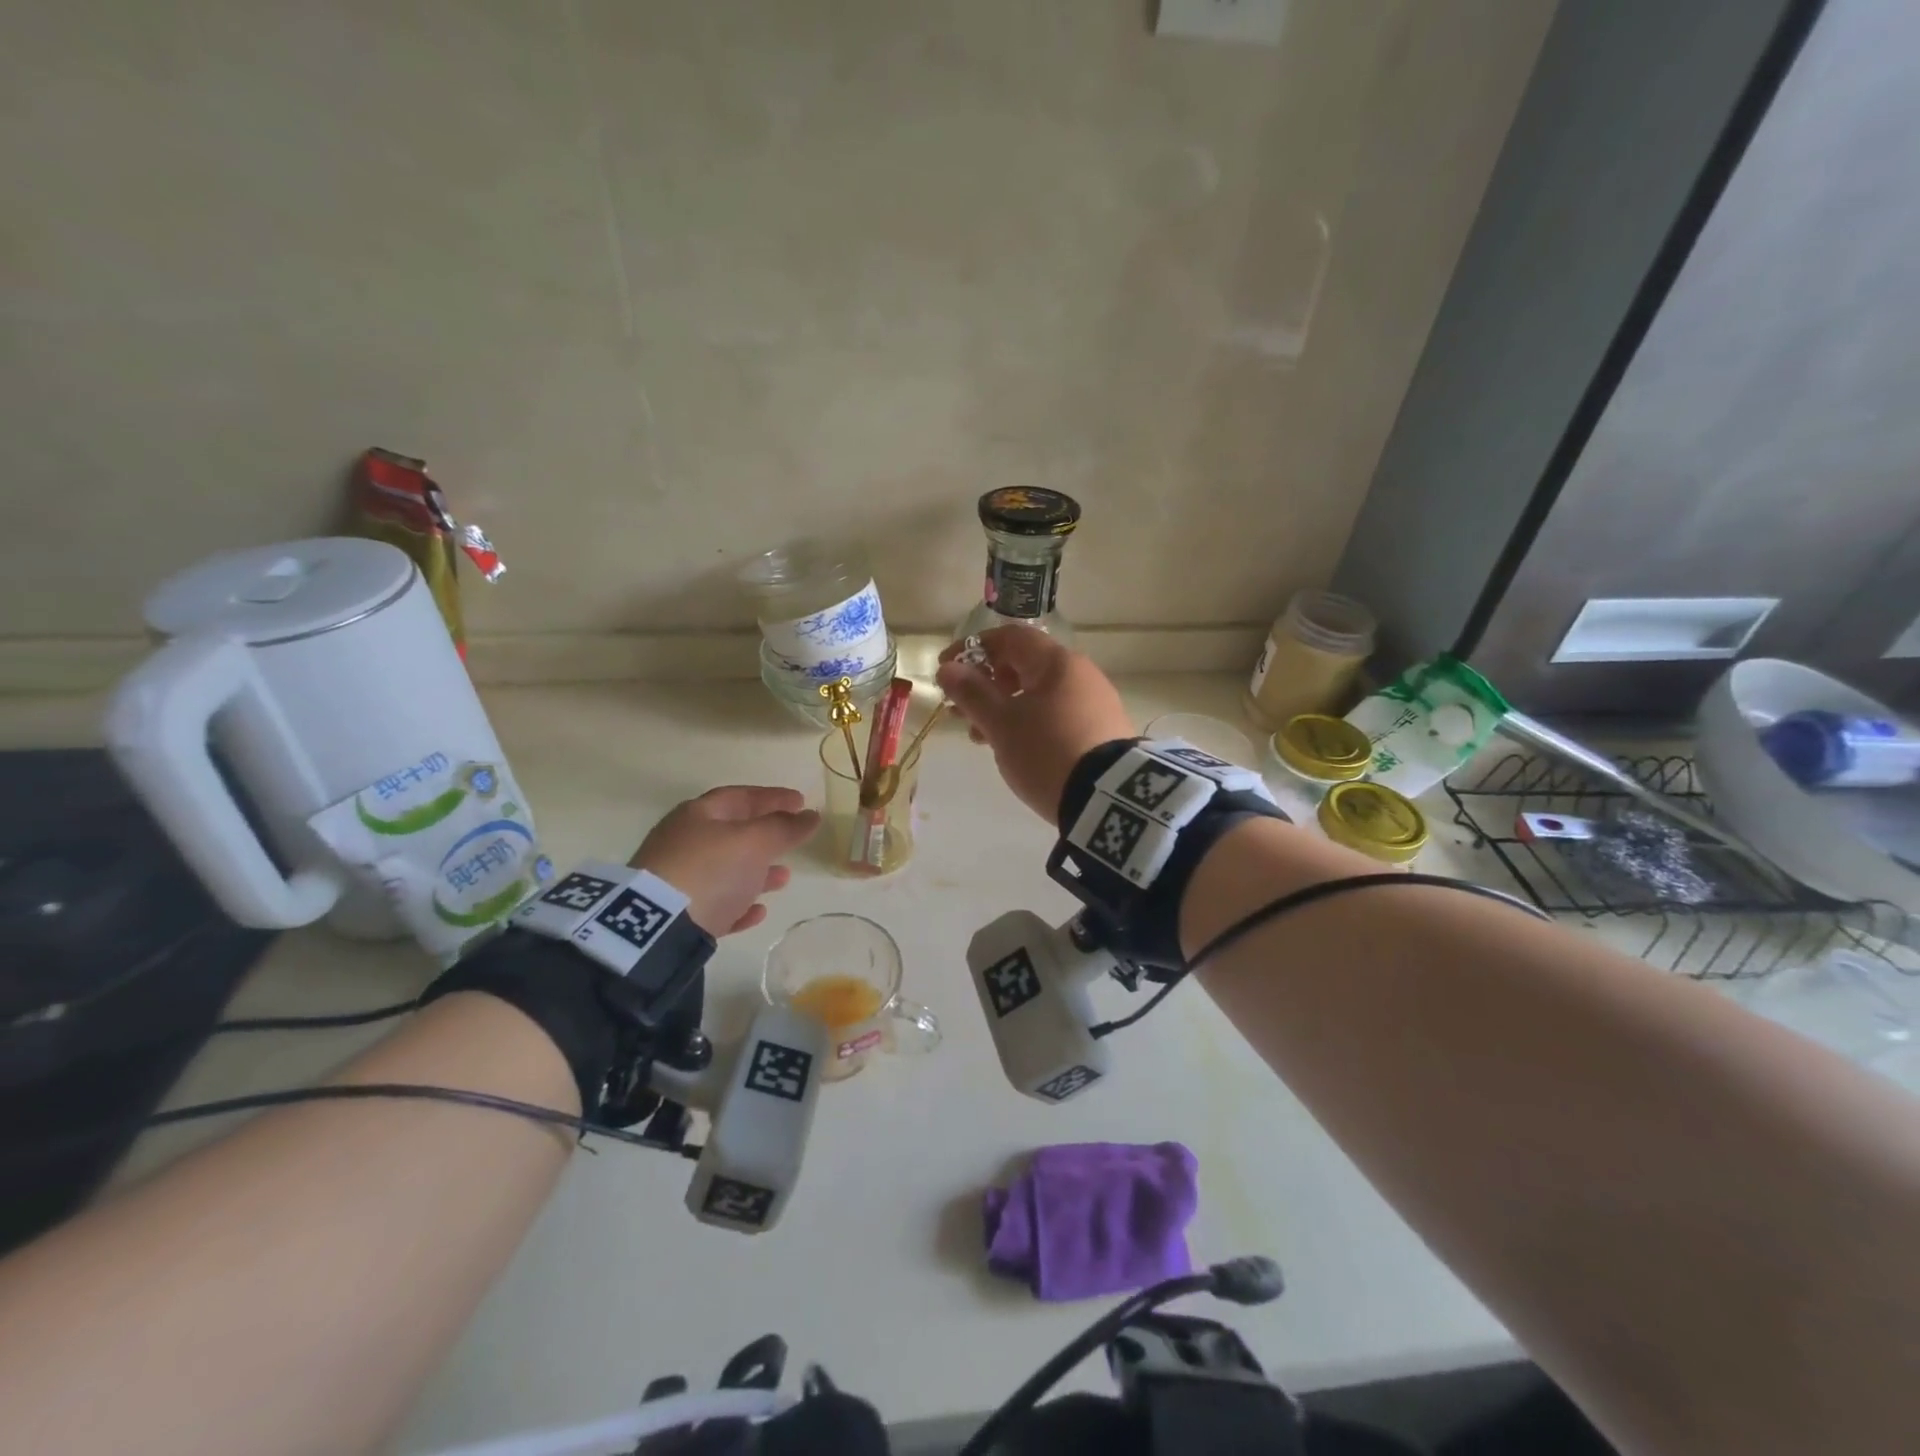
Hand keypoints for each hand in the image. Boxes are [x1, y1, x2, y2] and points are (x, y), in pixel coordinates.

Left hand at [627, 786, 819, 936]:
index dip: (772, 797)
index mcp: (697, 815)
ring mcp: (676, 880)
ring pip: (724, 870)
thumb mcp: (755, 842)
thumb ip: (785, 828)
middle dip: (765, 835)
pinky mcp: (676, 916)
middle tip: (792, 839)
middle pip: (731, 833)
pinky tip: (757, 912)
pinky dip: (738, 904)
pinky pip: (715, 904)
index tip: (801, 802)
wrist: (657, 928)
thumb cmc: (711, 869)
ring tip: (783, 879)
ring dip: (756, 872)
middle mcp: (683, 842)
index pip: (740, 796)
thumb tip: (811, 815)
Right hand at [935, 626, 1133, 821]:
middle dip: (985, 685)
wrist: (1109, 798)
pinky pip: (1056, 715)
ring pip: (1038, 694)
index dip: (972, 649)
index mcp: (1056, 662)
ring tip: (982, 738)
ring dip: (1003, 708)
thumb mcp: (1001, 724)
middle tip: (960, 712)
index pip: (1009, 638)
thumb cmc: (1046, 751)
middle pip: (1023, 666)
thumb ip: (971, 693)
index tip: (945, 671)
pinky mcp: (1101, 730)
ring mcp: (1094, 702)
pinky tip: (1016, 748)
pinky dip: (1028, 723)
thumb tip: (948, 668)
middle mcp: (1080, 674)